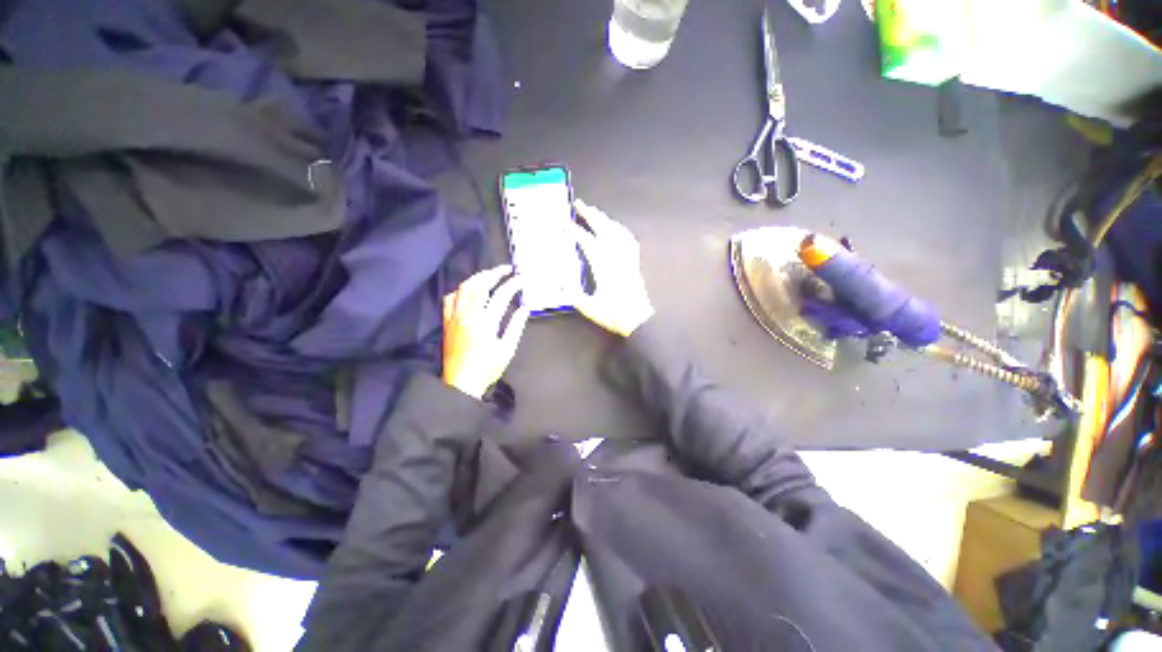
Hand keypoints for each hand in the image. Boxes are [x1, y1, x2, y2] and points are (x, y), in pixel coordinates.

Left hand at [442, 265, 530, 398]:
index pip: (501, 295)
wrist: (461, 383)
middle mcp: (468, 315)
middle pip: (480, 284)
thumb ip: (516, 327)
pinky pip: (450, 298)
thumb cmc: (487, 368)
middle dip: (495, 273)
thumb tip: (525, 308)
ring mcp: (455, 316)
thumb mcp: (507, 350)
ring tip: (491, 275)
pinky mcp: (447, 321)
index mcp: (485, 323)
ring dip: (478, 277)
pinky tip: (469, 290)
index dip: (512, 284)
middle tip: (507, 269)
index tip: (521, 279)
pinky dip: (460, 289)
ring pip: (464, 287)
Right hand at [570, 199, 654, 336]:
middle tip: (579, 204)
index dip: (574, 231)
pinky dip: (620, 229)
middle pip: (604, 229)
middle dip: (591, 215)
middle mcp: (616, 258)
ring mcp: (627, 258)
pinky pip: (629, 240)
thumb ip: (572, 292)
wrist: (638, 320)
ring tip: (594, 212)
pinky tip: (615, 227)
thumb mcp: (588, 307)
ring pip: (617, 231)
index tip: (564, 223)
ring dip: (604, 219)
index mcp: (603, 267)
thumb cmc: (613, 315)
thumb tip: (560, 276)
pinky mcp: (634, 262)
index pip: (588, 242)